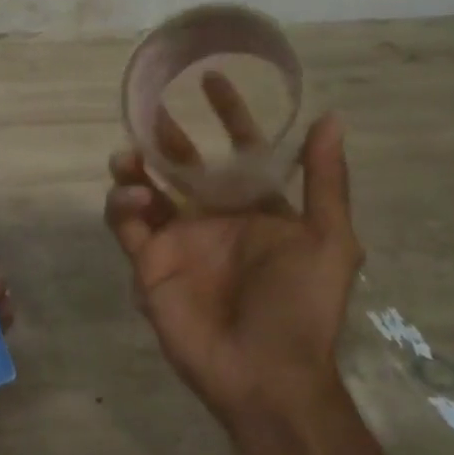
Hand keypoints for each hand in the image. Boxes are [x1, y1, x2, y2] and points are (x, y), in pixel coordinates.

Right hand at [104, 73, 363, 431]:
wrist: (268, 376)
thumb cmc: (302, 306)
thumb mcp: (330, 241)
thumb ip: (324, 180)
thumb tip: (330, 118)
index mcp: (257, 208)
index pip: (239, 150)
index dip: (229, 114)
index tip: (213, 79)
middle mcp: (215, 218)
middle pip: (183, 164)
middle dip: (168, 135)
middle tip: (151, 108)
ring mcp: (179, 241)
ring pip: (146, 189)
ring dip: (135, 166)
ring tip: (131, 154)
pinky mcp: (149, 264)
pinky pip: (127, 225)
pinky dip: (123, 205)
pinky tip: (136, 199)